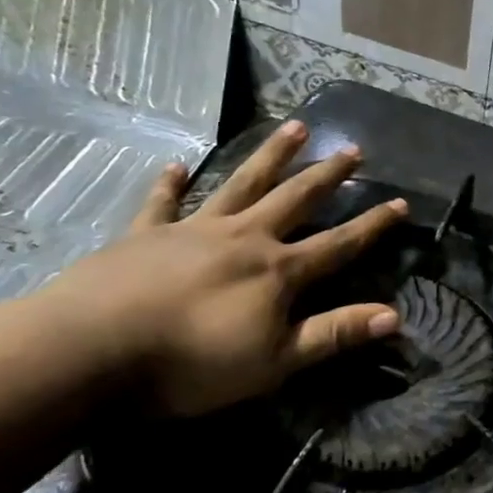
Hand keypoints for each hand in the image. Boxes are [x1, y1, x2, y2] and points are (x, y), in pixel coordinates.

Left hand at [40, 121, 406, 415]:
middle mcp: (244, 238)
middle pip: (295, 199)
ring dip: (270, 156)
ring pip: (242, 184)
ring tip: (294, 127)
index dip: (373, 226)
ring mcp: (194, 231)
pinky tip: (174, 165)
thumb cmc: (191, 364)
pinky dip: (170, 184)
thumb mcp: (274, 362)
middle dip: (327, 175)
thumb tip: (395, 316)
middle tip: (352, 149)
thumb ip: (334, 335)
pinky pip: (162, 203)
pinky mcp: (145, 236)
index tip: (401, 203)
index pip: (339, 244)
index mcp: (278, 271)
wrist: (91, 351)